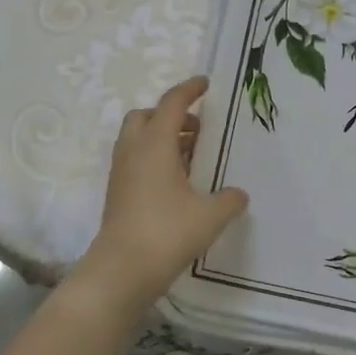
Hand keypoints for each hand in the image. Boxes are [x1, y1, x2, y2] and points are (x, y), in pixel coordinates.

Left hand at [73, 76, 248, 319]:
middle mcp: (134, 151)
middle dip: (169, 115)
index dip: (189, 90)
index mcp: (155, 144)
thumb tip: (238, 194)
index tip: (205, 83)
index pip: (171, 104)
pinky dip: (154, 159)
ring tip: (191, 157)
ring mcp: (121, 173)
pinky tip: (176, 183)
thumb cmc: (167, 232)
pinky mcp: (117, 194)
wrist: (122, 271)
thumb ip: (229, 199)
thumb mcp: (211, 215)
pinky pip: (135, 161)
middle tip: (196, 129)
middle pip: (145, 116)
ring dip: (162, 138)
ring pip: (138, 140)